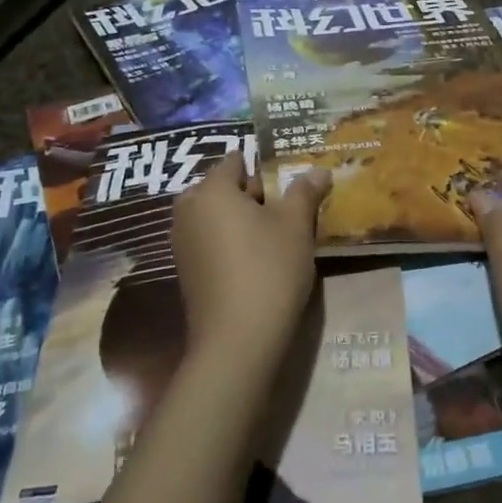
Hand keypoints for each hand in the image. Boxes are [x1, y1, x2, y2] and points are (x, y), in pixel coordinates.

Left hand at [170, 155, 330, 367]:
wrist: (237, 340)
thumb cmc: (269, 269)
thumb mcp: (296, 226)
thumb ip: (305, 192)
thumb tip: (319, 170)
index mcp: (212, 190)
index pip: (236, 161)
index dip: (264, 167)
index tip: (289, 182)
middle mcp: (188, 209)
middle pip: (223, 188)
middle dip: (253, 195)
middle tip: (287, 211)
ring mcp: (182, 242)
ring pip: (216, 216)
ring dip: (242, 220)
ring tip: (276, 236)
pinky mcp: (185, 270)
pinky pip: (209, 240)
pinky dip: (230, 242)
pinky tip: (256, 261)